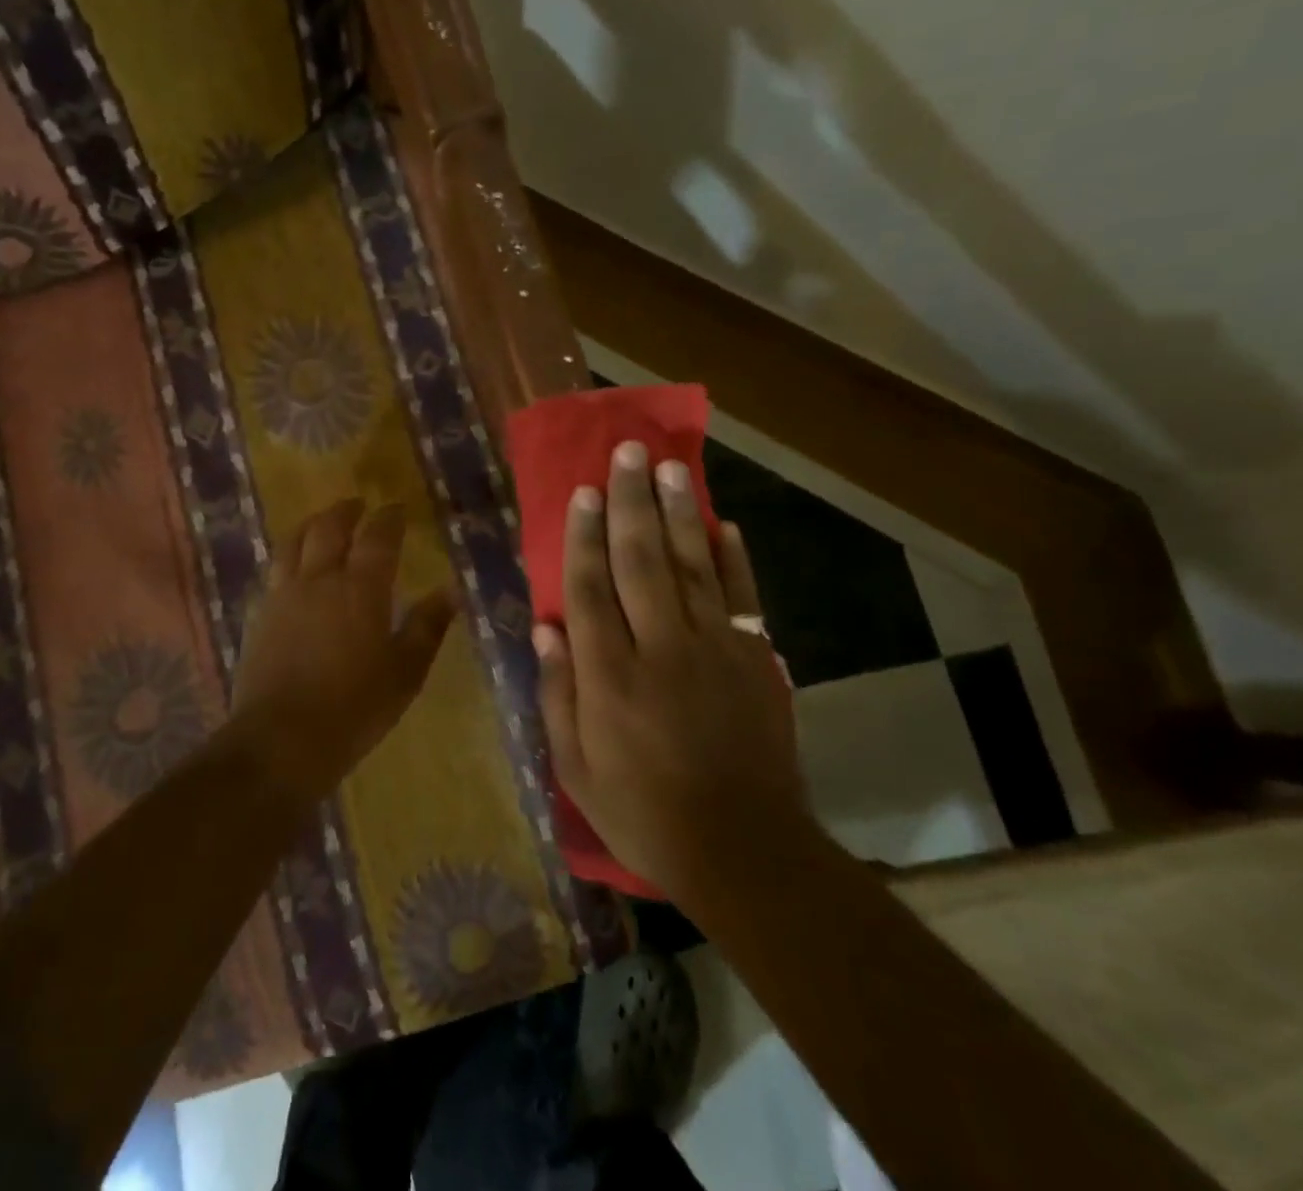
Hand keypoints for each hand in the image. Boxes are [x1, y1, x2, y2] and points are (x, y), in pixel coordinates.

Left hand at [229, 498, 456, 799]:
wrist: (281, 739)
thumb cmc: (355, 708)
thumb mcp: (405, 672)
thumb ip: (427, 627)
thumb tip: (451, 591)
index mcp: (360, 589)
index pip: (377, 537)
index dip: (389, 518)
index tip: (397, 508)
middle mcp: (319, 580)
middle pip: (329, 528)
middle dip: (346, 511)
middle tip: (358, 504)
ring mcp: (284, 595)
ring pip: (294, 542)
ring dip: (311, 524)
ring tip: (322, 522)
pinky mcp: (260, 614)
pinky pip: (275, 569)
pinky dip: (289, 555)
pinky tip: (294, 566)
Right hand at [534, 442, 810, 898]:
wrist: (744, 849)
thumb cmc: (644, 812)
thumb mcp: (576, 768)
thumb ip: (558, 695)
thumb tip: (546, 630)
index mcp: (610, 677)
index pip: (590, 589)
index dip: (584, 536)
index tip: (583, 493)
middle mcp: (661, 649)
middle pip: (641, 561)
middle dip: (631, 502)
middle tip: (628, 454)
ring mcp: (714, 651)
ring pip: (693, 566)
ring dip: (679, 513)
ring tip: (670, 468)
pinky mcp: (756, 660)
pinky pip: (743, 597)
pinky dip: (734, 558)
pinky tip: (724, 524)